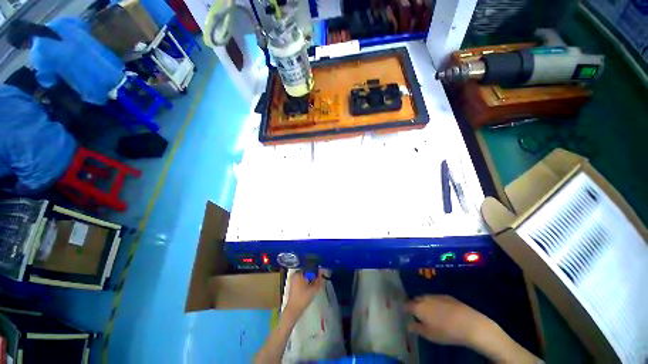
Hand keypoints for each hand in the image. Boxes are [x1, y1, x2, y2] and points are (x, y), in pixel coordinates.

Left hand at [285, 271, 323, 316]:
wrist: (293, 310)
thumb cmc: (303, 299)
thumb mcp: (314, 289)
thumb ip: (319, 280)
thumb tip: (322, 272)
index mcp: (299, 273)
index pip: (310, 267)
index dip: (317, 269)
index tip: (323, 272)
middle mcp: (295, 274)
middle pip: (308, 270)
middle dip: (314, 273)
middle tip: (321, 277)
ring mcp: (294, 279)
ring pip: (305, 275)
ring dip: (311, 277)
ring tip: (317, 281)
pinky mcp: (294, 284)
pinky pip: (302, 278)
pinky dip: (307, 280)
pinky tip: (311, 285)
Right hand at [406, 295, 491, 347]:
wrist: (469, 324)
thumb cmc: (446, 332)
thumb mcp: (429, 335)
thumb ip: (417, 328)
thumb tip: (408, 325)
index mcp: (418, 307)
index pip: (407, 305)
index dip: (405, 308)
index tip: (405, 312)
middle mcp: (425, 298)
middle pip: (416, 299)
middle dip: (415, 304)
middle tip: (418, 314)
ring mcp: (436, 295)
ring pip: (426, 298)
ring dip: (425, 303)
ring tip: (430, 312)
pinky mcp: (446, 295)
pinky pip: (436, 298)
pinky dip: (435, 303)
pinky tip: (442, 311)